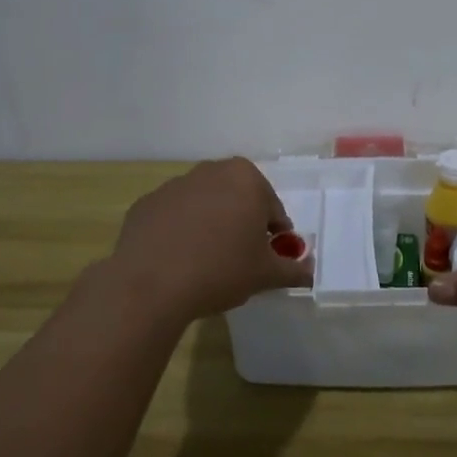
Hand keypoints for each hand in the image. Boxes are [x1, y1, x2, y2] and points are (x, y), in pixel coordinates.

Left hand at [104, 158, 313, 325]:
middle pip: (237, 198)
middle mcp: (210, 171)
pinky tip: (176, 260)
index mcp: (245, 178)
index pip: (272, 208)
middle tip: (239, 258)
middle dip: (241, 223)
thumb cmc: (220, 270)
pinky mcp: (146, 204)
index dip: (274, 235)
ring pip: (204, 205)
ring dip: (210, 225)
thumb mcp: (266, 275)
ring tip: (206, 262)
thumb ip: (293, 269)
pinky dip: (179, 232)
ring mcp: (174, 185)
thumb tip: (310, 272)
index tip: (267, 257)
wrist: (150, 285)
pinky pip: (173, 217)